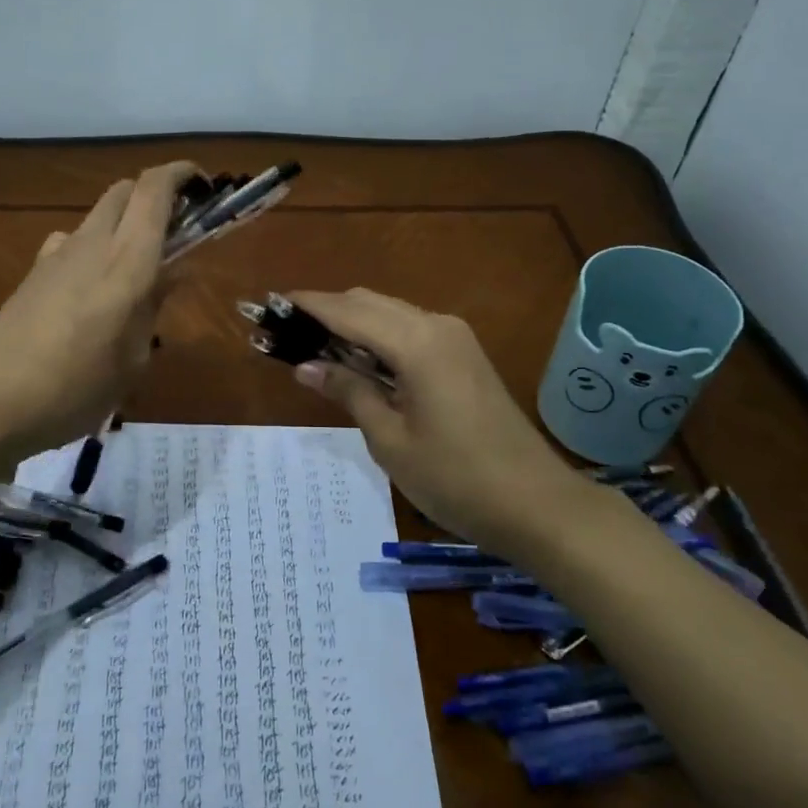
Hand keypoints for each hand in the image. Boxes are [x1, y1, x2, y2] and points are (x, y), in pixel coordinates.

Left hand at [0, 162, 195, 461]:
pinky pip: (73, 242)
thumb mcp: (132, 360)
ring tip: (138, 269)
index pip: (153, 190)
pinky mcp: (32, 273)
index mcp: (126, 261)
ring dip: (124, 223)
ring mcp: (56, 255)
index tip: (203, 185)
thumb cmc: (74, 389)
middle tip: (177, 229)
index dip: (180, 174)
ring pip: (98, 215)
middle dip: (154, 195)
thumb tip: (172, 273)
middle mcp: (91, 244)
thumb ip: (152, 308)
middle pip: (124, 190)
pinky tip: (93, 289)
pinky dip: (95, 248)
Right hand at [288, 289, 590, 559]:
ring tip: (315, 351)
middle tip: (287, 336)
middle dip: (326, 312)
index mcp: (415, 342)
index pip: (347, 311)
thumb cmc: (456, 479)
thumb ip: (348, 391)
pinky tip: (359, 364)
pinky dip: (378, 337)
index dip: (307, 305)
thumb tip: (305, 366)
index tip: (270, 305)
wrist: (537, 504)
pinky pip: (409, 330)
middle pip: (368, 302)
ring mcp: (455, 337)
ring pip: (389, 313)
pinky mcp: (464, 354)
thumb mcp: (390, 439)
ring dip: (352, 324)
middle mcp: (435, 325)